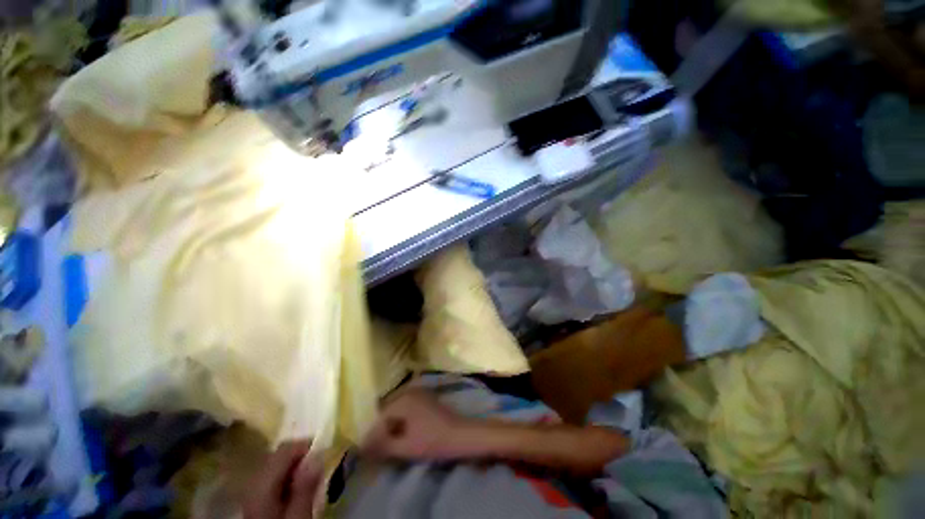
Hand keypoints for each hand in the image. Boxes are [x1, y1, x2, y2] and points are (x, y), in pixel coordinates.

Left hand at [243, 440, 323, 518]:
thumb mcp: (299, 517)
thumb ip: (306, 487)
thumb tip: (318, 454)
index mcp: (262, 484)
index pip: (285, 449)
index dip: (306, 446)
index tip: (325, 453)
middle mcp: (252, 481)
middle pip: (278, 454)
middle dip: (300, 456)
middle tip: (319, 466)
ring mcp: (250, 489)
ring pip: (275, 464)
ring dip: (294, 465)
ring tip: (310, 477)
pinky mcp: (254, 497)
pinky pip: (272, 476)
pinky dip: (286, 475)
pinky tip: (294, 488)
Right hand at [363, 389, 469, 460]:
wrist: (461, 435)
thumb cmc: (433, 441)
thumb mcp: (405, 447)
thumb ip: (382, 446)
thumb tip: (363, 447)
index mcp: (403, 400)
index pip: (380, 418)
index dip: (372, 436)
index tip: (366, 452)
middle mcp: (409, 391)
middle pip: (388, 412)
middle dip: (381, 430)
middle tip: (376, 449)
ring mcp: (419, 393)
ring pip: (397, 410)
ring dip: (391, 426)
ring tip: (388, 444)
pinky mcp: (426, 398)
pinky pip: (407, 408)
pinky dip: (402, 421)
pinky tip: (402, 434)